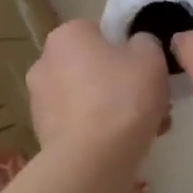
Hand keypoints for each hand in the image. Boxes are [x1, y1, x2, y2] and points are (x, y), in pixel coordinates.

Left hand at [27, 20, 169, 159]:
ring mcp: (40, 101)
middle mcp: (44, 63)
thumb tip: (137, 46)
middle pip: (94, 67)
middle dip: (121, 83)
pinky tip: (126, 145)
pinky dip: (101, 131)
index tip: (148, 69)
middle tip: (153, 101)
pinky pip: (81, 125)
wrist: (93, 159)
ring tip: (149, 128)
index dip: (128, 49)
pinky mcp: (44, 134)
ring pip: (89, 99)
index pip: (100, 32)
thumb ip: (146, 42)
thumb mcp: (151, 56)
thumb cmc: (122, 97)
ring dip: (114, 109)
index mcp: (66, 35)